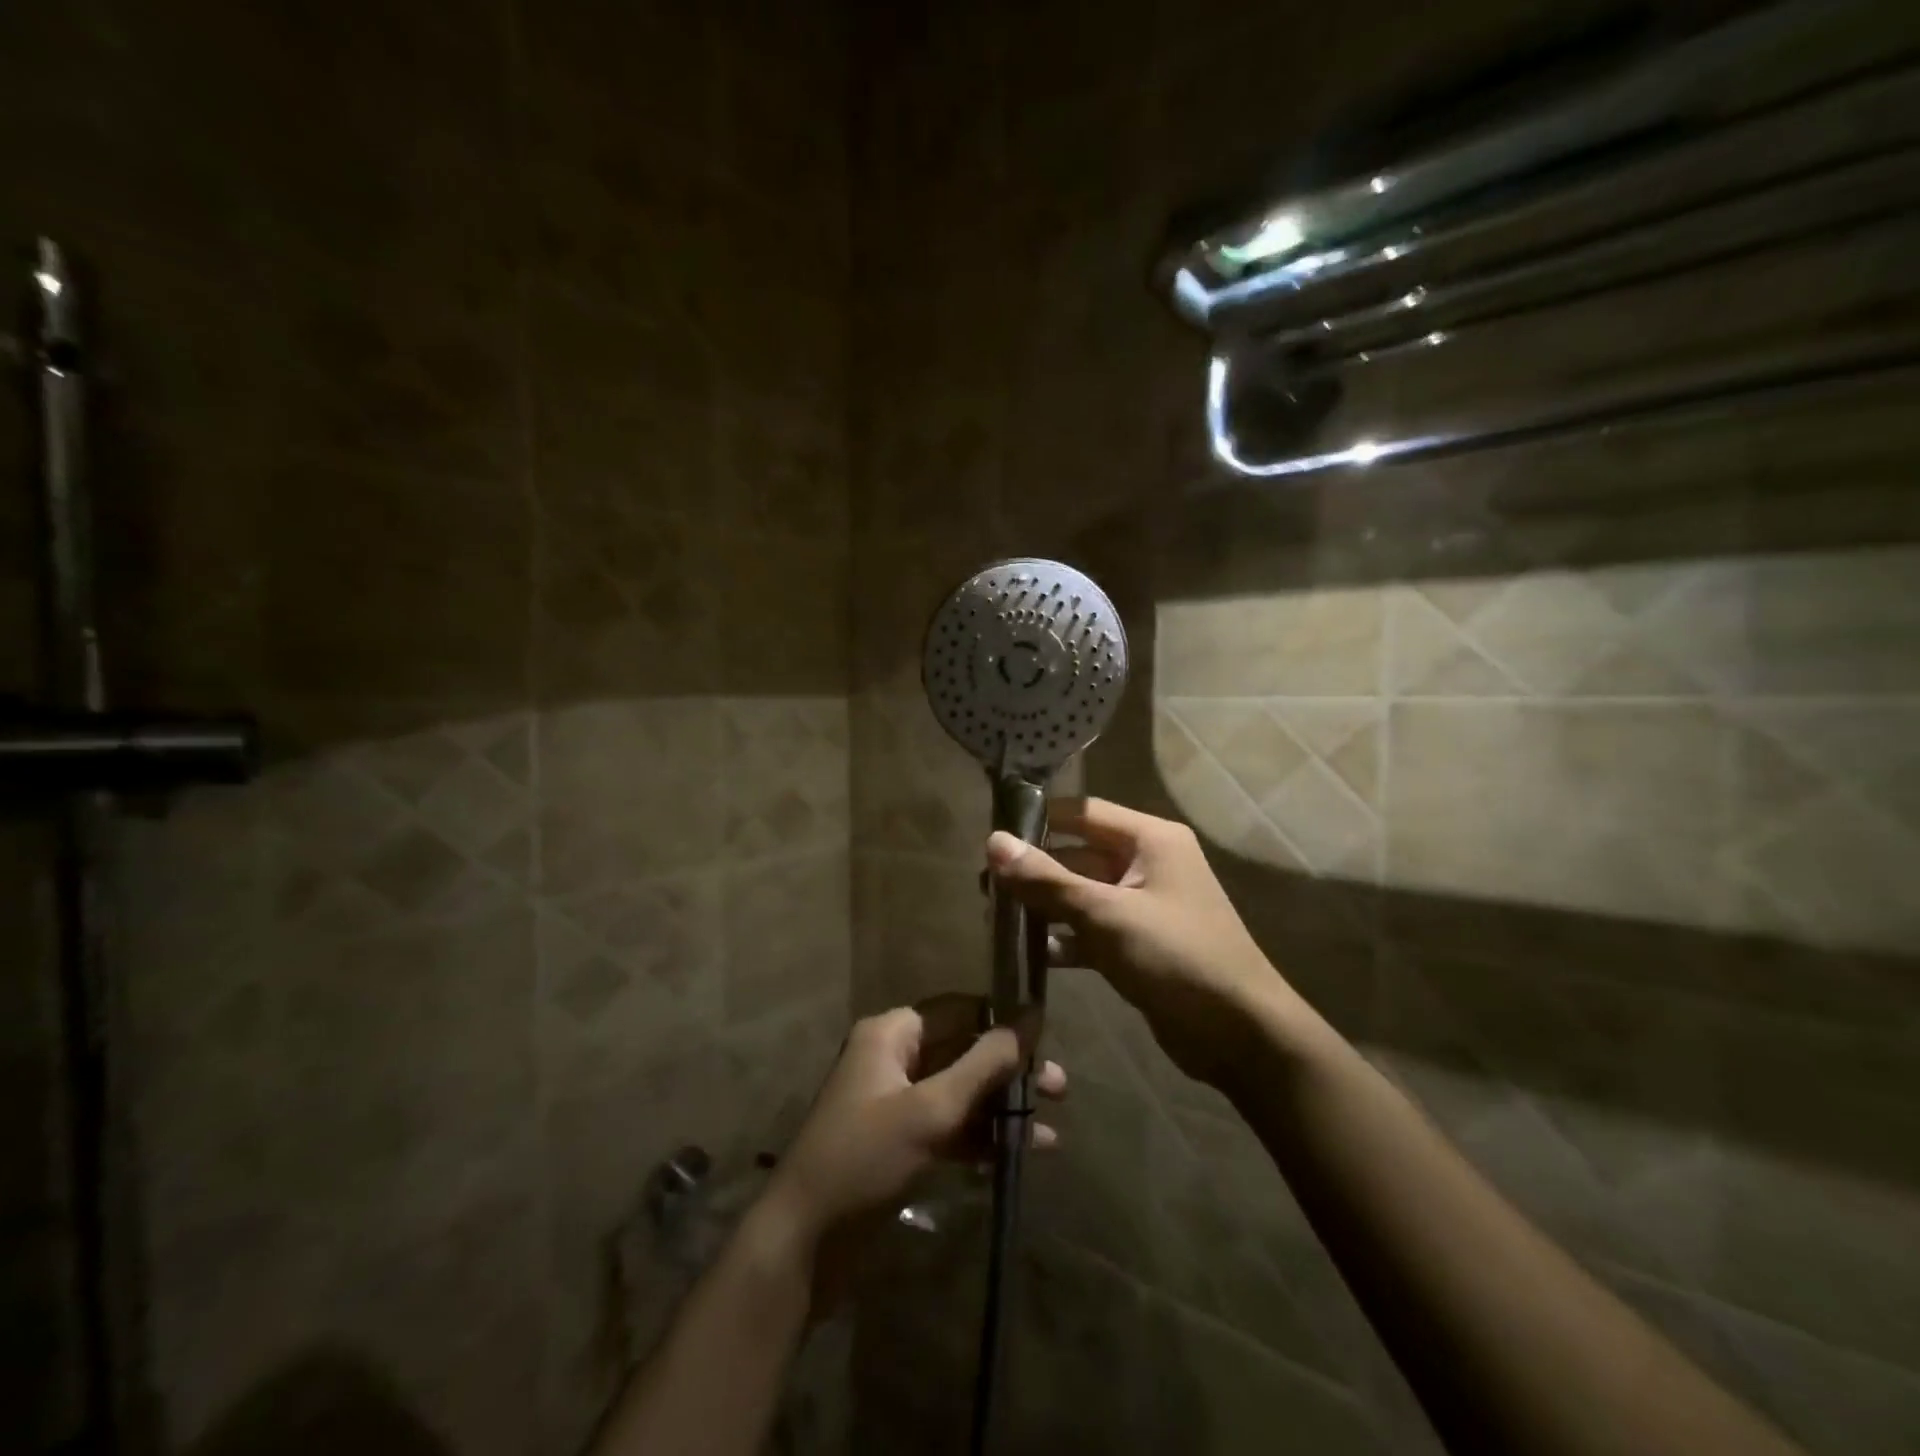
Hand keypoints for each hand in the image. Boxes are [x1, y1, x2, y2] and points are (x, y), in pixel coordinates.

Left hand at [761, 996, 1066, 1254]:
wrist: (803, 1244)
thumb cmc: (865, 1159)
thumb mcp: (931, 1109)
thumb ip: (983, 1063)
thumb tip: (1030, 1017)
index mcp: (892, 1033)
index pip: (959, 1008)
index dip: (1003, 1018)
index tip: (1049, 1033)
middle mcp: (895, 1058)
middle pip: (965, 1050)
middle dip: (1011, 1069)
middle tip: (1061, 1087)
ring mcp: (898, 1102)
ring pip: (962, 1091)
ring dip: (1003, 1106)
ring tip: (1052, 1127)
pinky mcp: (902, 1142)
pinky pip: (951, 1126)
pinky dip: (983, 1137)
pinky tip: (1024, 1154)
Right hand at [987, 798, 1293, 1087]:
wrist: (1241, 1036)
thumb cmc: (1177, 958)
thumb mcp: (1106, 915)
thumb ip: (1047, 880)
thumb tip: (993, 842)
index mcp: (1150, 839)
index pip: (1082, 813)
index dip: (1037, 820)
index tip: (991, 835)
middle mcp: (1147, 863)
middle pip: (1078, 854)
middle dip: (1035, 869)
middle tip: (984, 886)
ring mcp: (1144, 905)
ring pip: (1082, 894)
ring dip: (1044, 906)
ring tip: (997, 918)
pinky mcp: (1139, 943)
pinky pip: (1092, 929)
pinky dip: (1064, 938)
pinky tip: (1030, 954)